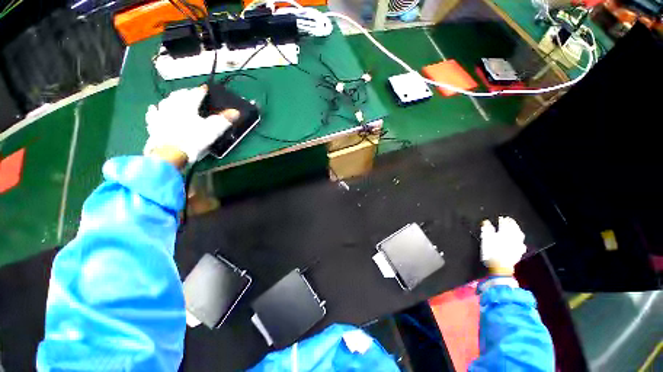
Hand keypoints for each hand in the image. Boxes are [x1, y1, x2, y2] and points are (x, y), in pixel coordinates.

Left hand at [143, 86, 239, 165]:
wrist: (170, 154)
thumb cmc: (192, 140)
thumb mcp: (213, 130)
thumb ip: (224, 120)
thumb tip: (236, 112)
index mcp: (187, 106)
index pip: (196, 94)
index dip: (202, 90)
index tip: (205, 88)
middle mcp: (172, 106)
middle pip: (179, 95)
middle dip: (186, 92)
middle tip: (190, 92)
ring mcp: (161, 115)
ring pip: (165, 102)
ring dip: (171, 99)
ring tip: (175, 98)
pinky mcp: (153, 125)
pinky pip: (153, 114)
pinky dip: (155, 110)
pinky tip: (154, 108)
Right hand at [480, 216, 525, 275]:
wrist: (500, 267)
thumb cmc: (490, 252)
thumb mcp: (485, 239)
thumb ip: (486, 229)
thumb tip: (486, 222)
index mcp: (504, 233)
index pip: (504, 224)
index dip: (503, 220)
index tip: (501, 217)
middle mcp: (513, 238)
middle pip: (514, 229)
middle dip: (512, 224)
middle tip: (510, 220)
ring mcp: (517, 246)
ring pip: (519, 236)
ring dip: (517, 231)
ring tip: (516, 228)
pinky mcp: (518, 253)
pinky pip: (521, 244)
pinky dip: (520, 240)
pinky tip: (520, 241)